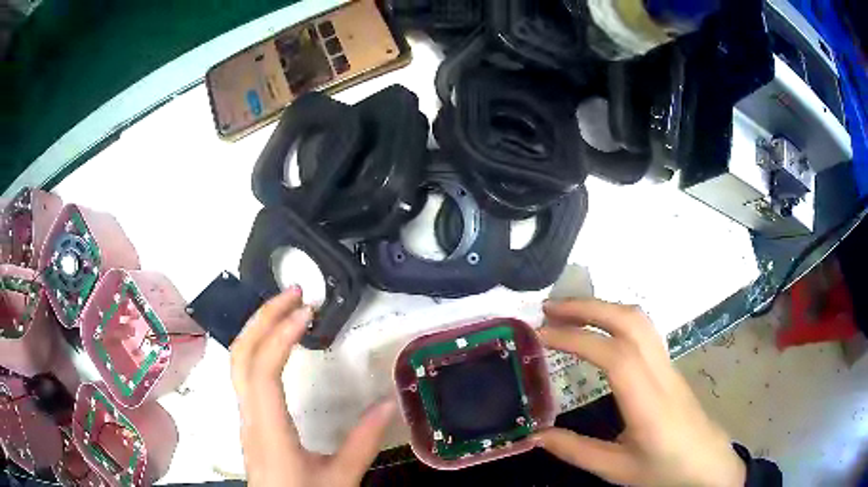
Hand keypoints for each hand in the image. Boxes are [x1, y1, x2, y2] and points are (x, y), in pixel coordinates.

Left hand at [230, 287, 394, 486]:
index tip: (307, 312)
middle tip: (292, 292)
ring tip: (285, 308)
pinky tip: (277, 343)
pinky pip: (244, 373)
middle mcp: (249, 417)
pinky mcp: (249, 420)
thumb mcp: (340, 478)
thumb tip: (388, 404)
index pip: (262, 371)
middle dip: (263, 317)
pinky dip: (258, 347)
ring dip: (258, 328)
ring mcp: (245, 417)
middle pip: (240, 355)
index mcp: (269, 431)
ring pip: (238, 361)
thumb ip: (363, 443)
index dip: (280, 336)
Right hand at [535, 299, 745, 486]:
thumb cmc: (664, 469)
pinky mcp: (669, 365)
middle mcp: (661, 373)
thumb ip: (576, 451)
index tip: (540, 335)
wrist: (706, 463)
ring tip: (567, 313)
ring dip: (603, 307)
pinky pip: (643, 329)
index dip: (577, 339)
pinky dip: (615, 317)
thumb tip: (535, 436)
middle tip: (548, 310)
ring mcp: (668, 365)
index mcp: (648, 403)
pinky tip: (598, 329)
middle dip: (587, 307)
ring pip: (640, 320)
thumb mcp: (616, 470)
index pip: (615, 357)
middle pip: (631, 322)